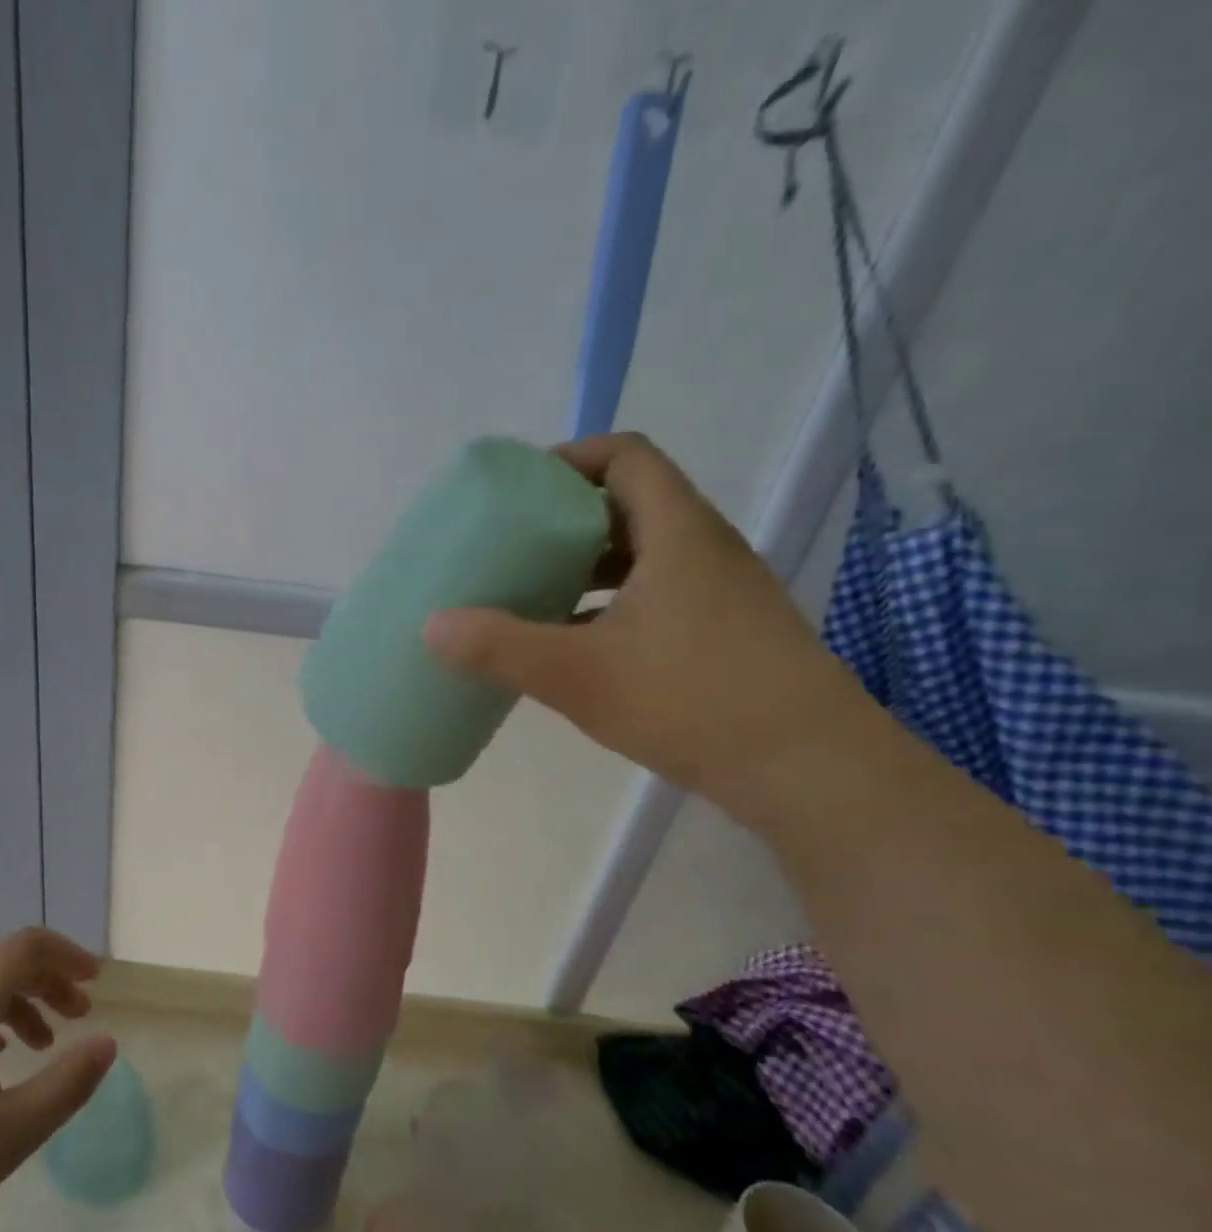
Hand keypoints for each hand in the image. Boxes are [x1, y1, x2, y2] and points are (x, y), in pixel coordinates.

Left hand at [0, 928, 113, 1231]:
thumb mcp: (11, 1131)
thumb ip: (68, 1082)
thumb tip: (107, 1043)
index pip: (25, 946)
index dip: (67, 955)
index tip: (96, 984)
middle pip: (0, 963)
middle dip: (47, 982)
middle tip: (79, 1017)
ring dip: (17, 1004)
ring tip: (41, 1047)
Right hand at [424, 433, 876, 817]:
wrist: (806, 768)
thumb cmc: (690, 700)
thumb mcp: (578, 674)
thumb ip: (501, 647)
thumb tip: (432, 626)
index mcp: (676, 532)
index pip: (625, 456)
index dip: (570, 459)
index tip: (519, 492)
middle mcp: (705, 549)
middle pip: (631, 504)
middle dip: (568, 519)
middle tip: (513, 548)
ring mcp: (722, 593)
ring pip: (644, 556)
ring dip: (588, 568)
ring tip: (535, 597)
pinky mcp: (727, 634)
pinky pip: (658, 595)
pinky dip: (611, 605)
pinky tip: (578, 648)